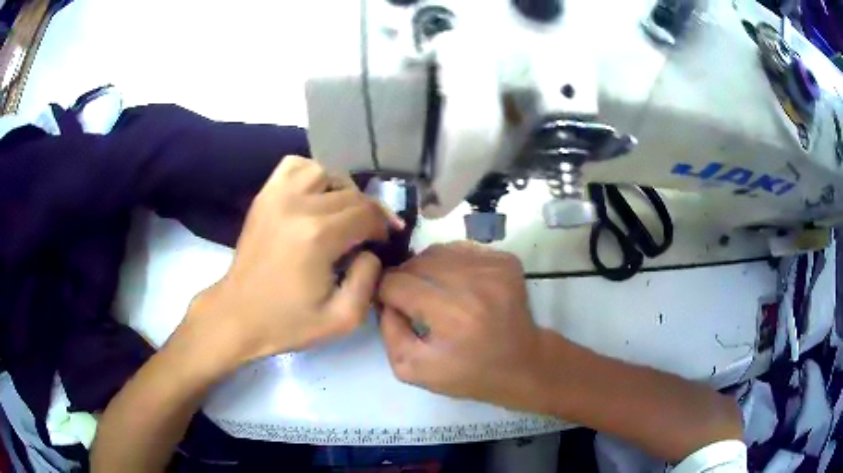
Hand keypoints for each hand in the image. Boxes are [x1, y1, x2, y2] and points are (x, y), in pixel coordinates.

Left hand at [185, 156, 401, 371]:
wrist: (238, 315)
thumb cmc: (288, 322)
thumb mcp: (342, 319)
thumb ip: (369, 281)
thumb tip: (372, 251)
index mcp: (317, 236)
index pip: (366, 214)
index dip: (383, 226)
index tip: (385, 241)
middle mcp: (298, 205)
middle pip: (351, 193)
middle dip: (369, 212)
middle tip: (370, 234)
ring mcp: (277, 196)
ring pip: (326, 172)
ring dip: (342, 190)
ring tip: (343, 213)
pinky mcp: (264, 196)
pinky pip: (295, 166)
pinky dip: (311, 174)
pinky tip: (315, 195)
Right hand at [377, 242, 545, 410]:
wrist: (522, 364)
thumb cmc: (468, 373)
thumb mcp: (414, 369)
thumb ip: (389, 332)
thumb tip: (382, 297)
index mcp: (452, 316)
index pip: (396, 283)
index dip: (385, 292)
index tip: (389, 304)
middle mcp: (475, 284)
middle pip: (416, 262)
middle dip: (404, 278)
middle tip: (410, 300)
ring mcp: (494, 267)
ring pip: (438, 251)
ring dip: (426, 268)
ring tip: (433, 291)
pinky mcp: (506, 260)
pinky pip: (461, 250)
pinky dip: (450, 263)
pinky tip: (457, 285)